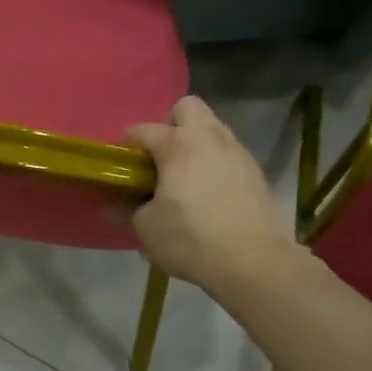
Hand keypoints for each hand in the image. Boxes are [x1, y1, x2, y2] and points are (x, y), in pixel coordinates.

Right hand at [126, 97, 296, 294]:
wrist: (255, 262)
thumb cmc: (192, 240)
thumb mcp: (147, 229)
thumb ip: (128, 210)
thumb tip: (115, 204)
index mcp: (177, 144)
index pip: (140, 130)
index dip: (126, 147)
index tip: (123, 169)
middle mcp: (208, 137)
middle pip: (186, 107)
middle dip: (171, 125)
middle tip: (163, 159)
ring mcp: (237, 151)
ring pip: (212, 128)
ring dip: (196, 144)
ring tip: (187, 178)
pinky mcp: (256, 171)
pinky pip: (228, 153)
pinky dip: (216, 164)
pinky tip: (210, 194)